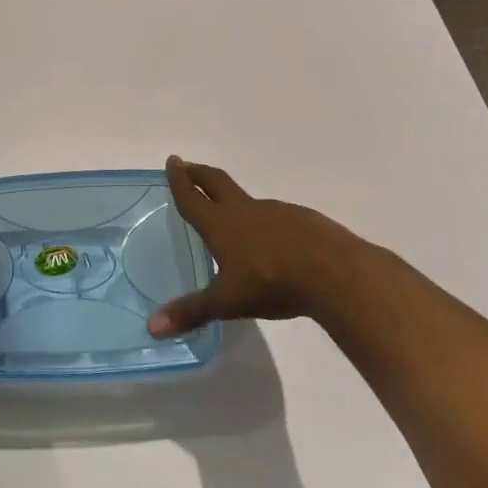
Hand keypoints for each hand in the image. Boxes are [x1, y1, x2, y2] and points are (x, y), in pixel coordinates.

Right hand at [149, 156, 385, 336]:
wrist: (335, 273)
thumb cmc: (272, 283)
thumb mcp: (227, 302)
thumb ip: (191, 312)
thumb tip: (152, 327)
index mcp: (220, 224)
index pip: (192, 197)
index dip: (179, 179)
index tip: (172, 160)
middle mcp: (245, 210)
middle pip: (216, 182)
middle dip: (199, 173)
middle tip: (187, 165)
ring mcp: (276, 212)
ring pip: (247, 199)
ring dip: (232, 198)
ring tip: (228, 211)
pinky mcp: (303, 220)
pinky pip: (275, 215)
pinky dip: (264, 219)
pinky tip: (272, 239)